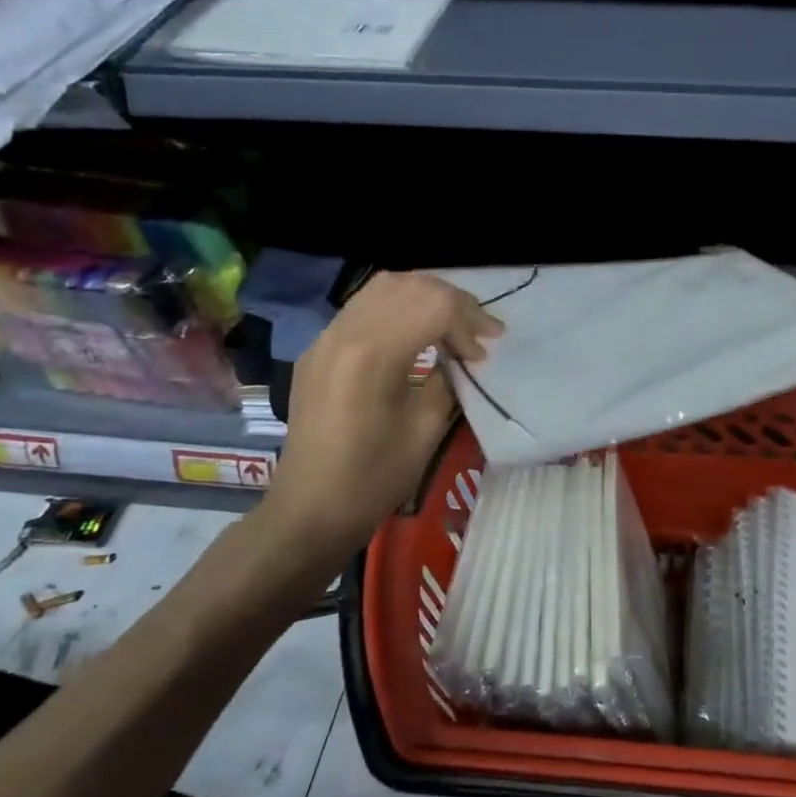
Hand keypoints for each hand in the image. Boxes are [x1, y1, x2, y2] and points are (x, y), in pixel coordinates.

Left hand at [261, 272, 501, 557]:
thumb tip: (461, 356)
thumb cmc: (373, 478)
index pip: (434, 306)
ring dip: (426, 297)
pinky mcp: (319, 348)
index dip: (469, 321)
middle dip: (453, 302)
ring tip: (452, 325)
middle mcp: (344, 332)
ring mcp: (326, 337)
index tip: (486, 350)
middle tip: (479, 331)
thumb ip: (447, 379)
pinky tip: (416, 333)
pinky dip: (399, 306)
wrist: (309, 510)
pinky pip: (364, 306)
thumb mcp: (425, 429)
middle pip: (411, 286)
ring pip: (385, 286)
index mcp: (371, 355)